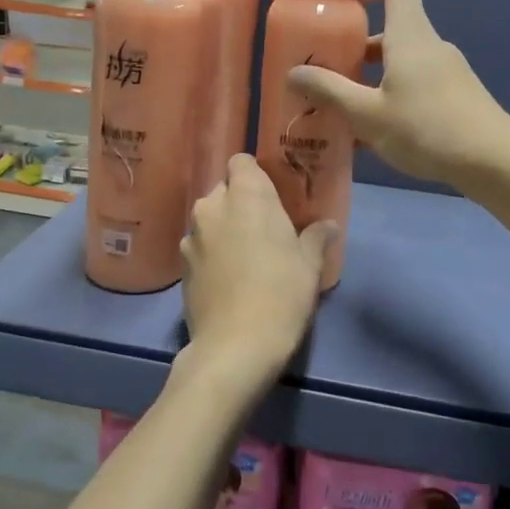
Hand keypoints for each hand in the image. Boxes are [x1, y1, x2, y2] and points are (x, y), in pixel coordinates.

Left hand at [178, 154, 332, 395]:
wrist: (235, 347)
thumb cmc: (281, 294)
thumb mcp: (310, 265)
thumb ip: (316, 237)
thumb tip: (328, 225)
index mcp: (246, 196)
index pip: (241, 161)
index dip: (255, 174)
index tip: (272, 195)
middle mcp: (212, 207)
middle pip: (224, 190)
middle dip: (240, 203)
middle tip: (265, 229)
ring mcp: (191, 237)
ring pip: (210, 219)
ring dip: (224, 229)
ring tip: (245, 257)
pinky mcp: (181, 266)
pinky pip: (199, 246)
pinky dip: (211, 253)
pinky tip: (228, 279)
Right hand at [287, 0, 509, 187]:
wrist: (494, 161)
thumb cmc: (426, 128)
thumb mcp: (367, 113)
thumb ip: (329, 91)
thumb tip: (293, 72)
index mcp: (410, 35)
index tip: (341, 4)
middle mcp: (429, 45)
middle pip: (391, 27)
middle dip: (355, 45)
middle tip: (326, 69)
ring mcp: (446, 71)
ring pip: (400, 61)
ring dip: (370, 77)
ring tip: (342, 108)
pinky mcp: (456, 96)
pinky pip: (415, 84)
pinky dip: (391, 96)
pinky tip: (374, 135)